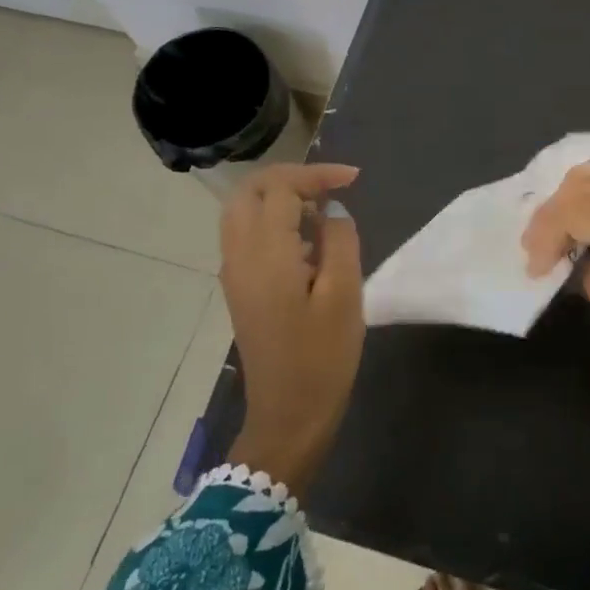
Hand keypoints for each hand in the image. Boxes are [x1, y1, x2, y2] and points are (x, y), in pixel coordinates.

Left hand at [220, 163, 363, 494]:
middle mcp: (239, 255)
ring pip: (243, 210)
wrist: (288, 415)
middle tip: (331, 186)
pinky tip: (307, 240)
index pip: (280, 188)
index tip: (354, 179)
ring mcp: (234, 272)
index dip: (316, 174)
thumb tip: (332, 210)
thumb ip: (339, 239)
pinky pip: (246, 234)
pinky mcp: (239, 288)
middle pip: (250, 190)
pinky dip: (272, 220)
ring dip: (279, 197)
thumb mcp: (344, 295)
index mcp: (265, 253)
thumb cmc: (322, 357)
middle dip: (290, 178)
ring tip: (322, 209)